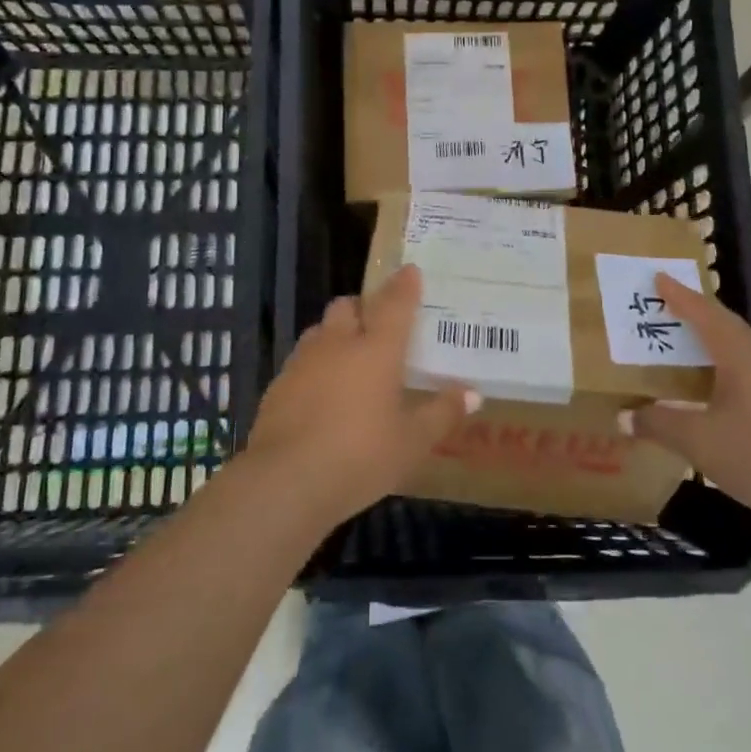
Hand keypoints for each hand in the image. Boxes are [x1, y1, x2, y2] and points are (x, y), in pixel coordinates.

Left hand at [245, 264, 474, 526]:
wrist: (286, 481)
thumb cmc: (361, 456)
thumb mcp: (412, 442)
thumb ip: (442, 413)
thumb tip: (473, 393)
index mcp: (376, 350)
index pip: (394, 304)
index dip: (404, 285)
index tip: (410, 270)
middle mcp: (338, 344)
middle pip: (348, 306)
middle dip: (363, 307)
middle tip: (379, 325)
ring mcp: (303, 363)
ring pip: (320, 331)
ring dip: (336, 334)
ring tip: (350, 358)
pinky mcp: (277, 386)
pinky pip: (301, 361)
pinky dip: (315, 366)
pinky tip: (322, 394)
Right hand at [621, 274, 750, 529]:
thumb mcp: (700, 442)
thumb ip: (659, 424)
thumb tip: (623, 415)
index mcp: (740, 358)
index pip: (705, 315)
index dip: (680, 296)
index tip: (659, 277)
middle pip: (725, 325)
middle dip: (696, 311)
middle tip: (666, 304)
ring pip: (738, 347)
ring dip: (710, 338)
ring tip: (684, 340)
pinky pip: (747, 369)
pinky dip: (722, 364)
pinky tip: (712, 385)